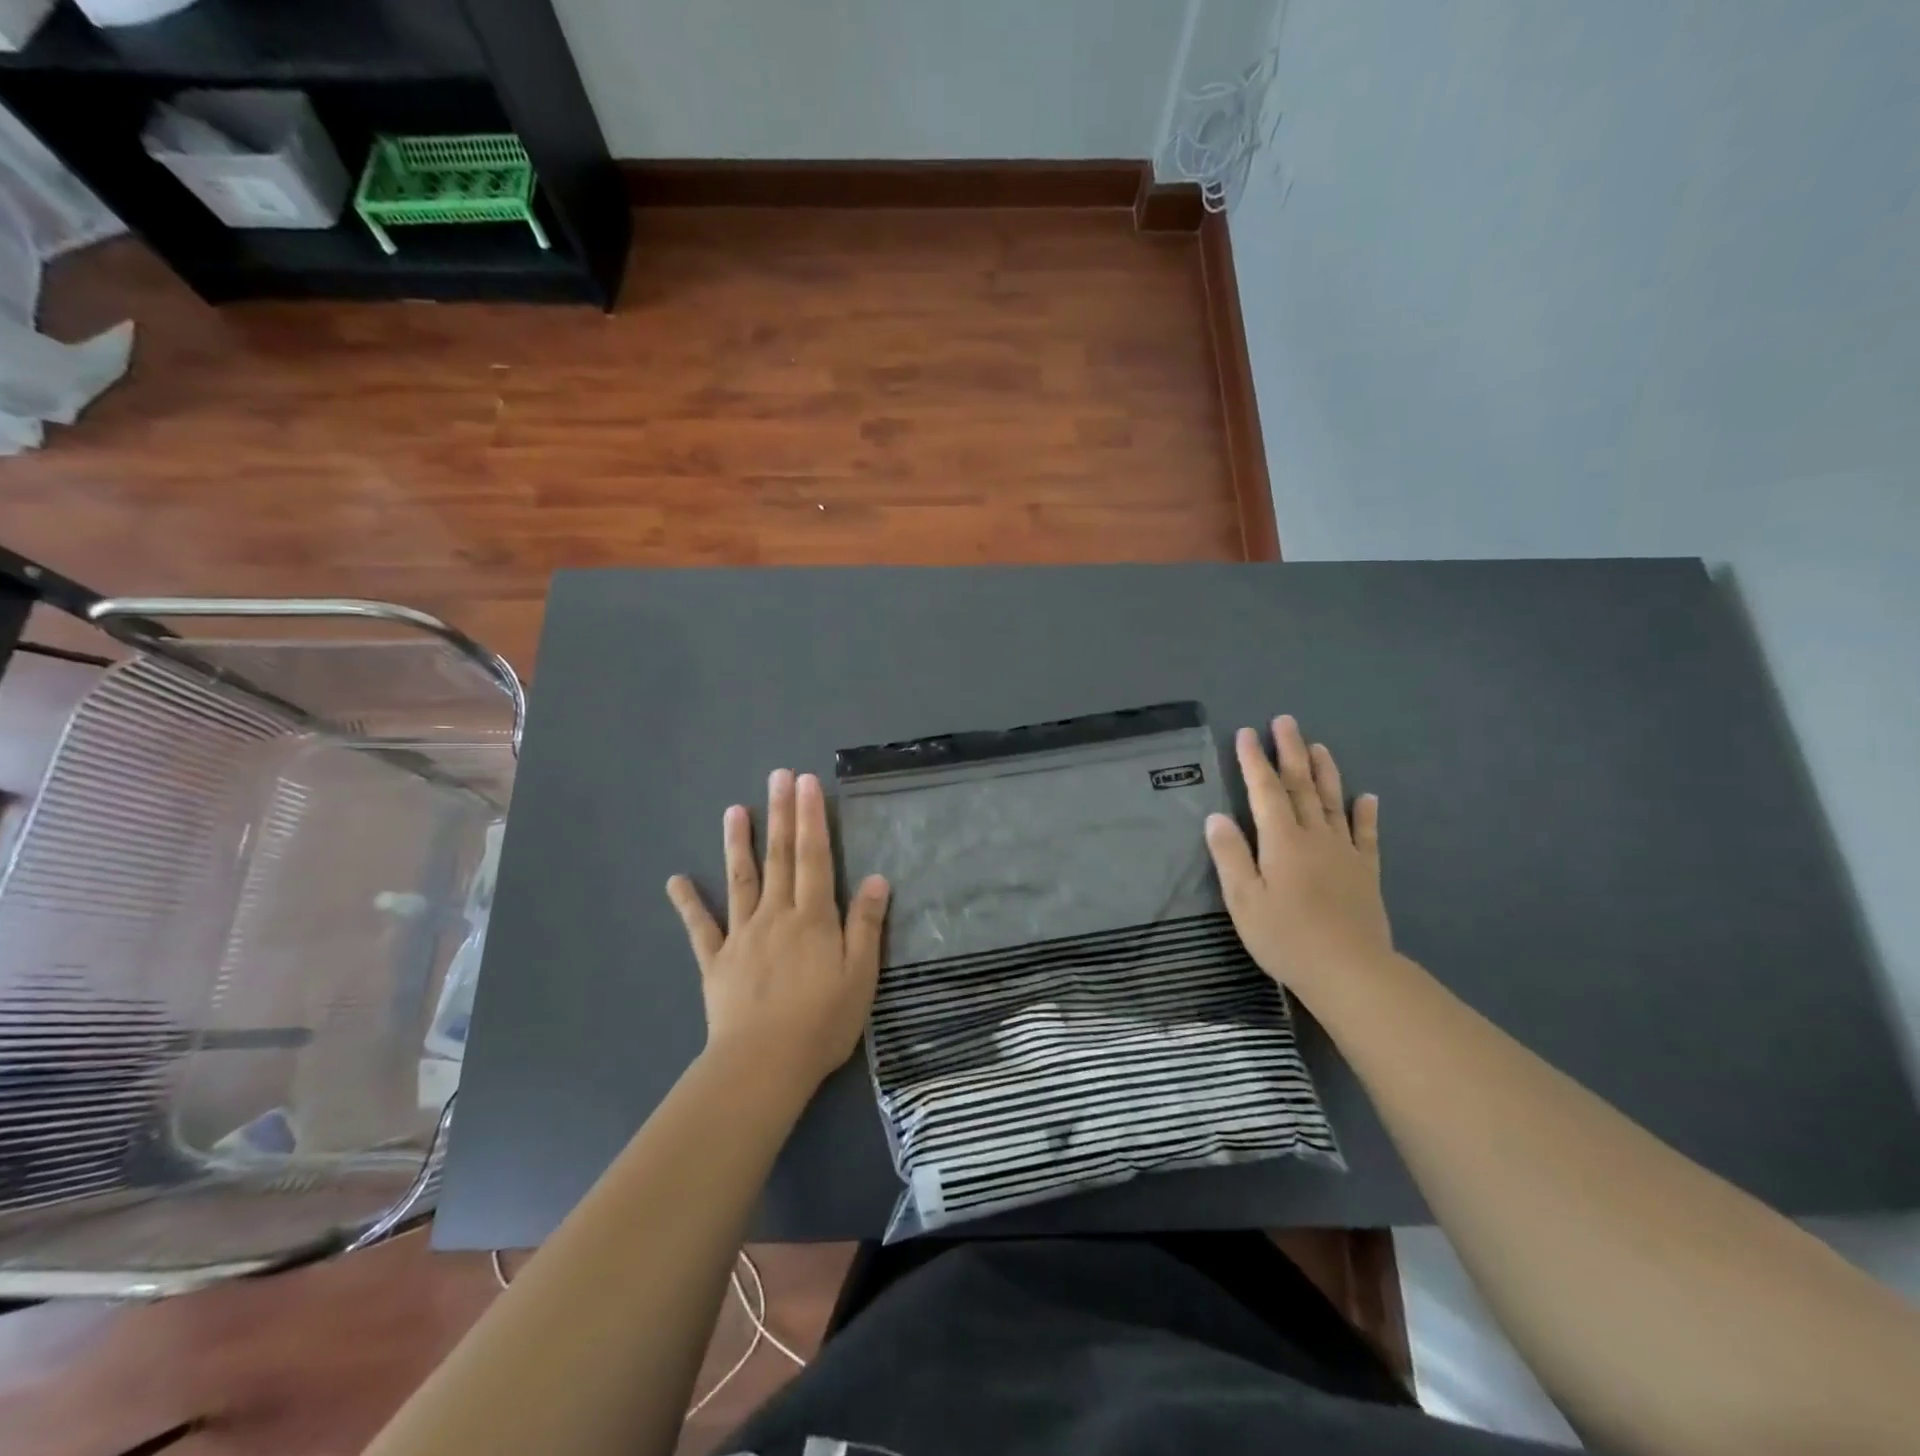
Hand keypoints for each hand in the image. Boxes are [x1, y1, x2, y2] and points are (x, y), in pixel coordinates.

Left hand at [666, 769, 889, 1097]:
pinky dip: (688, 903)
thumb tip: (877, 878)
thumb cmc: (821, 1023)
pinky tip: (676, 880)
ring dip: (737, 843)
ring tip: (733, 809)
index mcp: (813, 917)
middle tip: (778, 775)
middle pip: (780, 856)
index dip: (812, 817)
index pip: (815, 856)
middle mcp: (776, 915)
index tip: (807, 782)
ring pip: (741, 880)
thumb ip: (867, 925)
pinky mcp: (716, 961)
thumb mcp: (860, 976)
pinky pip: (700, 927)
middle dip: (781, 813)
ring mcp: (741, 935)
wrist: (762, 1066)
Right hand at [1205, 715, 1391, 1000]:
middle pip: (1301, 786)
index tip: (1247, 733)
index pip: (1265, 791)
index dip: (1254, 762)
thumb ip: (1230, 855)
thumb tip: (1216, 817)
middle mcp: (1315, 837)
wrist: (1350, 971)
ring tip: (1319, 746)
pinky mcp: (1366, 872)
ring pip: (1333, 803)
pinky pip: (1366, 835)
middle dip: (1290, 752)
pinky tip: (1367, 797)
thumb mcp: (1243, 900)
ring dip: (1325, 772)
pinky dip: (1365, 813)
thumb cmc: (1286, 937)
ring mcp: (1345, 853)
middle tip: (1285, 721)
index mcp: (1281, 841)